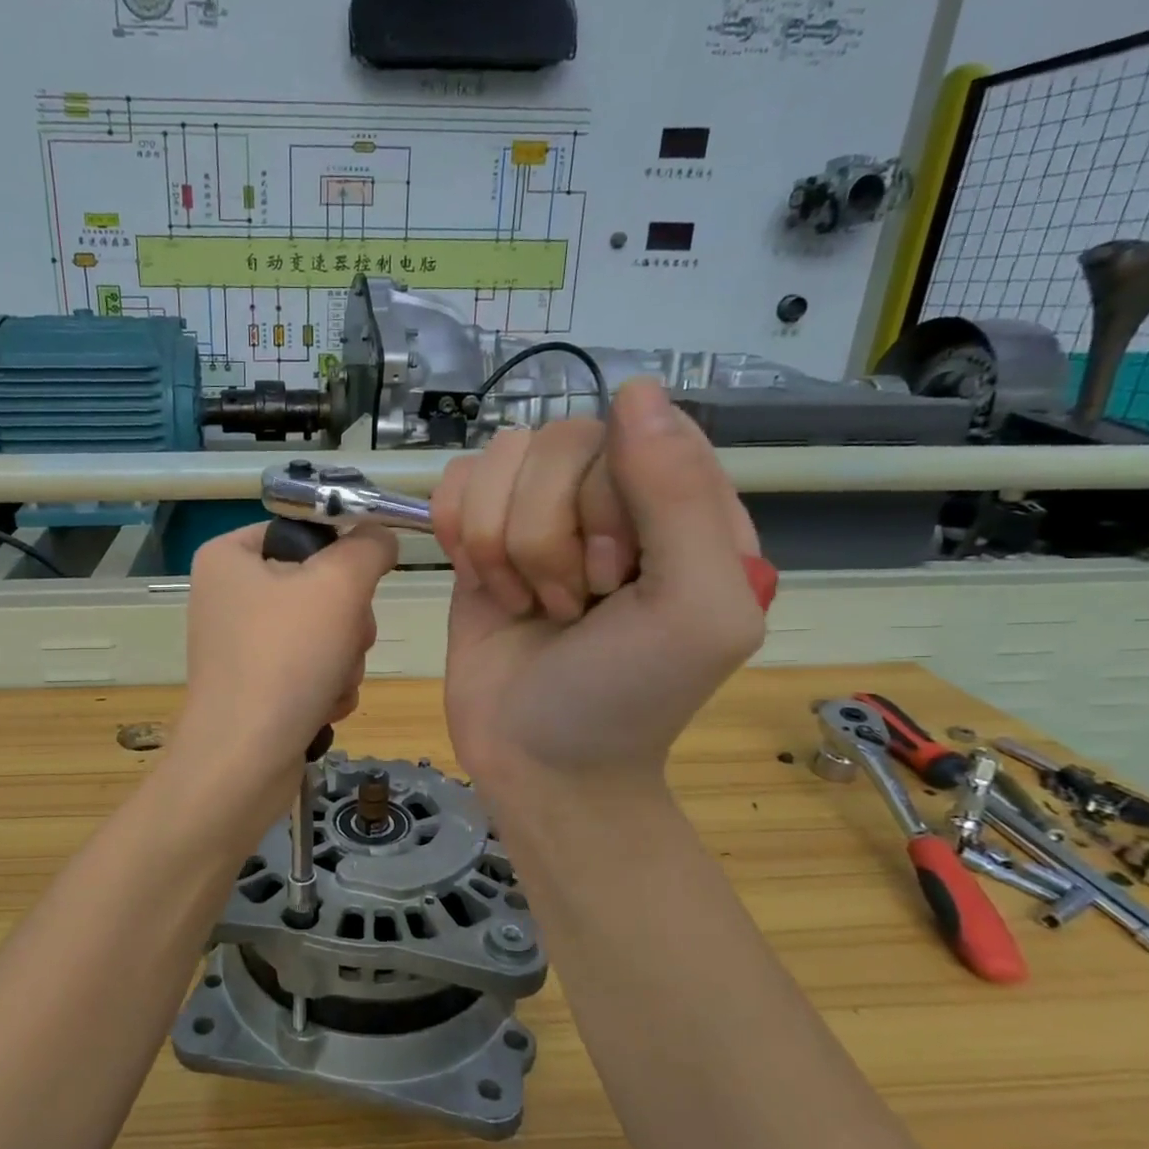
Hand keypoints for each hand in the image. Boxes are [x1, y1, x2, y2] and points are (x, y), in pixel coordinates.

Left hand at [172, 522, 397, 793]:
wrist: (244, 761)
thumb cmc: (285, 659)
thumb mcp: (338, 585)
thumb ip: (368, 547)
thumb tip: (380, 536)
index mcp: (230, 556)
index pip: (305, 530)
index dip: (342, 553)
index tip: (360, 582)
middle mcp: (230, 595)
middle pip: (321, 586)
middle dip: (347, 621)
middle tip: (343, 640)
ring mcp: (242, 644)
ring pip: (325, 631)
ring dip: (344, 658)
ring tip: (329, 682)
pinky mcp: (257, 686)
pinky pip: (311, 668)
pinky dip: (326, 686)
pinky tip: (320, 706)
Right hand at [433, 380, 767, 800]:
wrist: (538, 761)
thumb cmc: (626, 697)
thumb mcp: (692, 608)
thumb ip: (680, 496)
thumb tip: (633, 388)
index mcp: (683, 506)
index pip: (635, 431)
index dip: (605, 500)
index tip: (611, 579)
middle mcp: (611, 498)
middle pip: (558, 441)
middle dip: (547, 536)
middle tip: (569, 605)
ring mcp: (541, 514)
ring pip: (500, 458)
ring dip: (500, 543)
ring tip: (527, 603)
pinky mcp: (482, 535)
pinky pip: (456, 481)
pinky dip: (458, 533)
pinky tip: (482, 582)